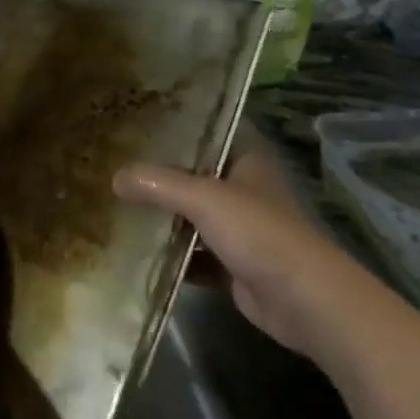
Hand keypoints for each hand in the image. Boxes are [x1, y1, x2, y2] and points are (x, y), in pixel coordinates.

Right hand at [115, 127, 388, 361]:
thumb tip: (114, 177)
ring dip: (161, 215)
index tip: (139, 117)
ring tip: (117, 203)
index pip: (210, 130)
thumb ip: (158, 184)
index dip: (178, 122)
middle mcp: (244, 189)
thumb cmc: (259, 233)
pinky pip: (192, 254)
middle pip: (194, 174)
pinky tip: (136, 251)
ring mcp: (239, 229)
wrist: (305, 301)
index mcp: (247, 160)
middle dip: (159, 172)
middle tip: (115, 161)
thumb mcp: (204, 198)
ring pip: (191, 215)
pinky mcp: (232, 265)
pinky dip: (170, 255)